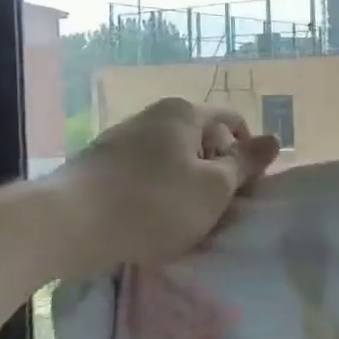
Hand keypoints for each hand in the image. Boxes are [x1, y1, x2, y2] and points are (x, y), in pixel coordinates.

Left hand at [48, 98, 279, 276]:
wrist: (64, 225)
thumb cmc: (153, 203)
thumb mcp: (213, 188)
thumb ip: (245, 164)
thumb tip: (274, 140)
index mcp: (184, 113)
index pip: (233, 122)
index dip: (247, 154)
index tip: (245, 190)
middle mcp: (152, 117)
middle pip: (202, 140)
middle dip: (216, 173)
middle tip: (218, 210)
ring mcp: (121, 140)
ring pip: (173, 161)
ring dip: (187, 187)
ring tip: (184, 222)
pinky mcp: (98, 166)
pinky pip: (144, 175)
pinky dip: (157, 194)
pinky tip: (151, 222)